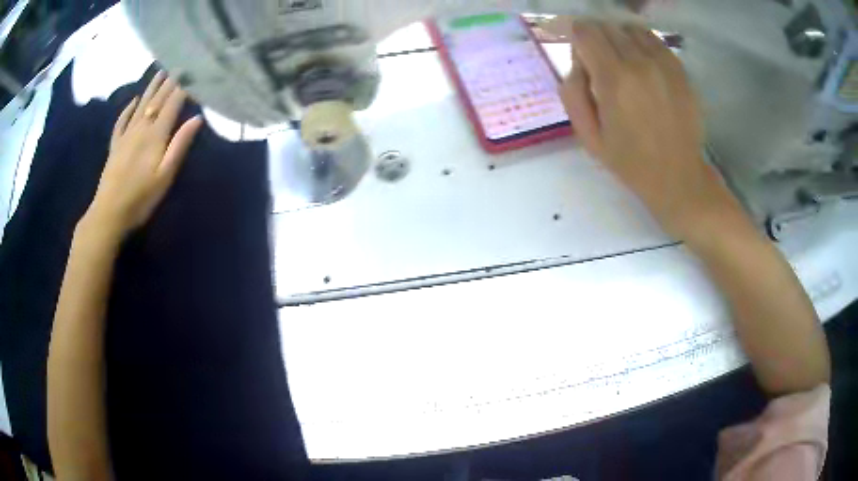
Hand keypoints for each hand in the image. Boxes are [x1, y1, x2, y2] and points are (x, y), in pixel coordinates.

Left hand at [85, 71, 202, 237]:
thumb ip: (179, 145)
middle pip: (157, 100)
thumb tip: (197, 118)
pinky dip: (128, 108)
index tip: (194, 69)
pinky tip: (133, 100)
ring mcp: (126, 135)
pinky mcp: (115, 145)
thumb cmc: (141, 198)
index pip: (172, 103)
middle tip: (180, 63)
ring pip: (141, 105)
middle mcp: (141, 128)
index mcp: (155, 135)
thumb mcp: (165, 176)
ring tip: (161, 72)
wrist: (109, 213)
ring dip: (151, 87)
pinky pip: (122, 121)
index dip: (184, 86)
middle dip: (170, 82)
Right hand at [560, 22, 740, 240]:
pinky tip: (643, 65)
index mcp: (613, 79)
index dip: (574, 35)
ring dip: (619, 39)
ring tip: (623, 63)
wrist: (679, 177)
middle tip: (599, 63)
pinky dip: (641, 44)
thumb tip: (578, 61)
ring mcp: (663, 63)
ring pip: (630, 28)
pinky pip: (653, 39)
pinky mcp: (679, 68)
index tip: (577, 52)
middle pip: (606, 26)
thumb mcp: (588, 136)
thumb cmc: (631, 162)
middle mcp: (639, 62)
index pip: (584, 30)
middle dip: (595, 38)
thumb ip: (572, 92)